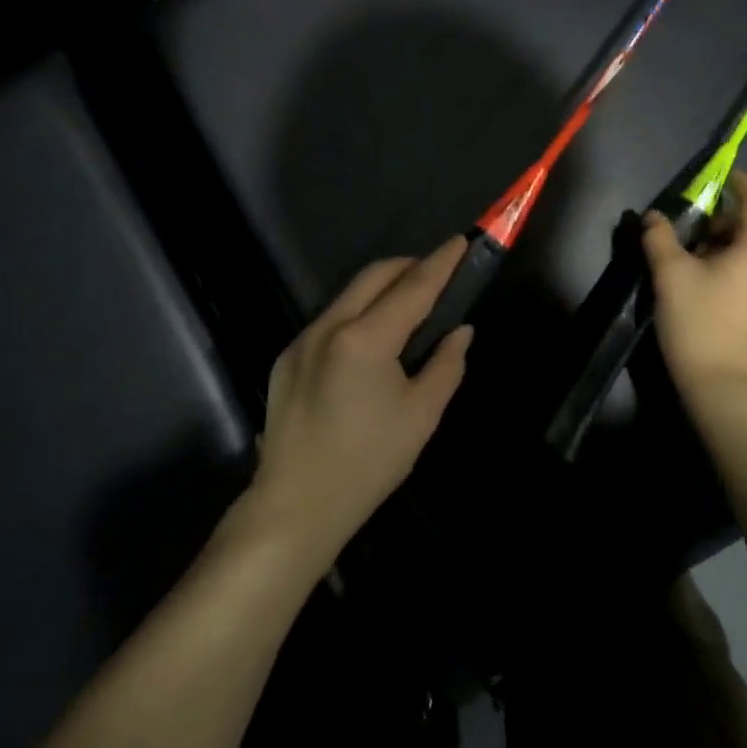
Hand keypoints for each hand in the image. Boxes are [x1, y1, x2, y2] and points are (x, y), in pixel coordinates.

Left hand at [245, 237, 473, 569]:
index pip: (413, 287)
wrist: (295, 506)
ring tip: (409, 305)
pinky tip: (371, 341)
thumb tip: (460, 331)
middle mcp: (329, 327)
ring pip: (349, 295)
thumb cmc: (368, 464)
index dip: (440, 262)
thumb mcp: (421, 416)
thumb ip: (446, 365)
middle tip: (438, 274)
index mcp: (365, 340)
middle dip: (409, 266)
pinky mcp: (286, 358)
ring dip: (382, 289)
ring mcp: (302, 340)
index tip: (460, 241)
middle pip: (374, 276)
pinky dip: (357, 314)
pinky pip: (330, 320)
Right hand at [641, 171, 746, 395]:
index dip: (741, 184)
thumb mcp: (670, 274)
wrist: (721, 384)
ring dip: (736, 239)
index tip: (723, 175)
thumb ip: (659, 238)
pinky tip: (711, 274)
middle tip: (703, 217)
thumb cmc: (698, 321)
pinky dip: (739, 259)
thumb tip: (653, 216)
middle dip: (735, 214)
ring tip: (703, 245)